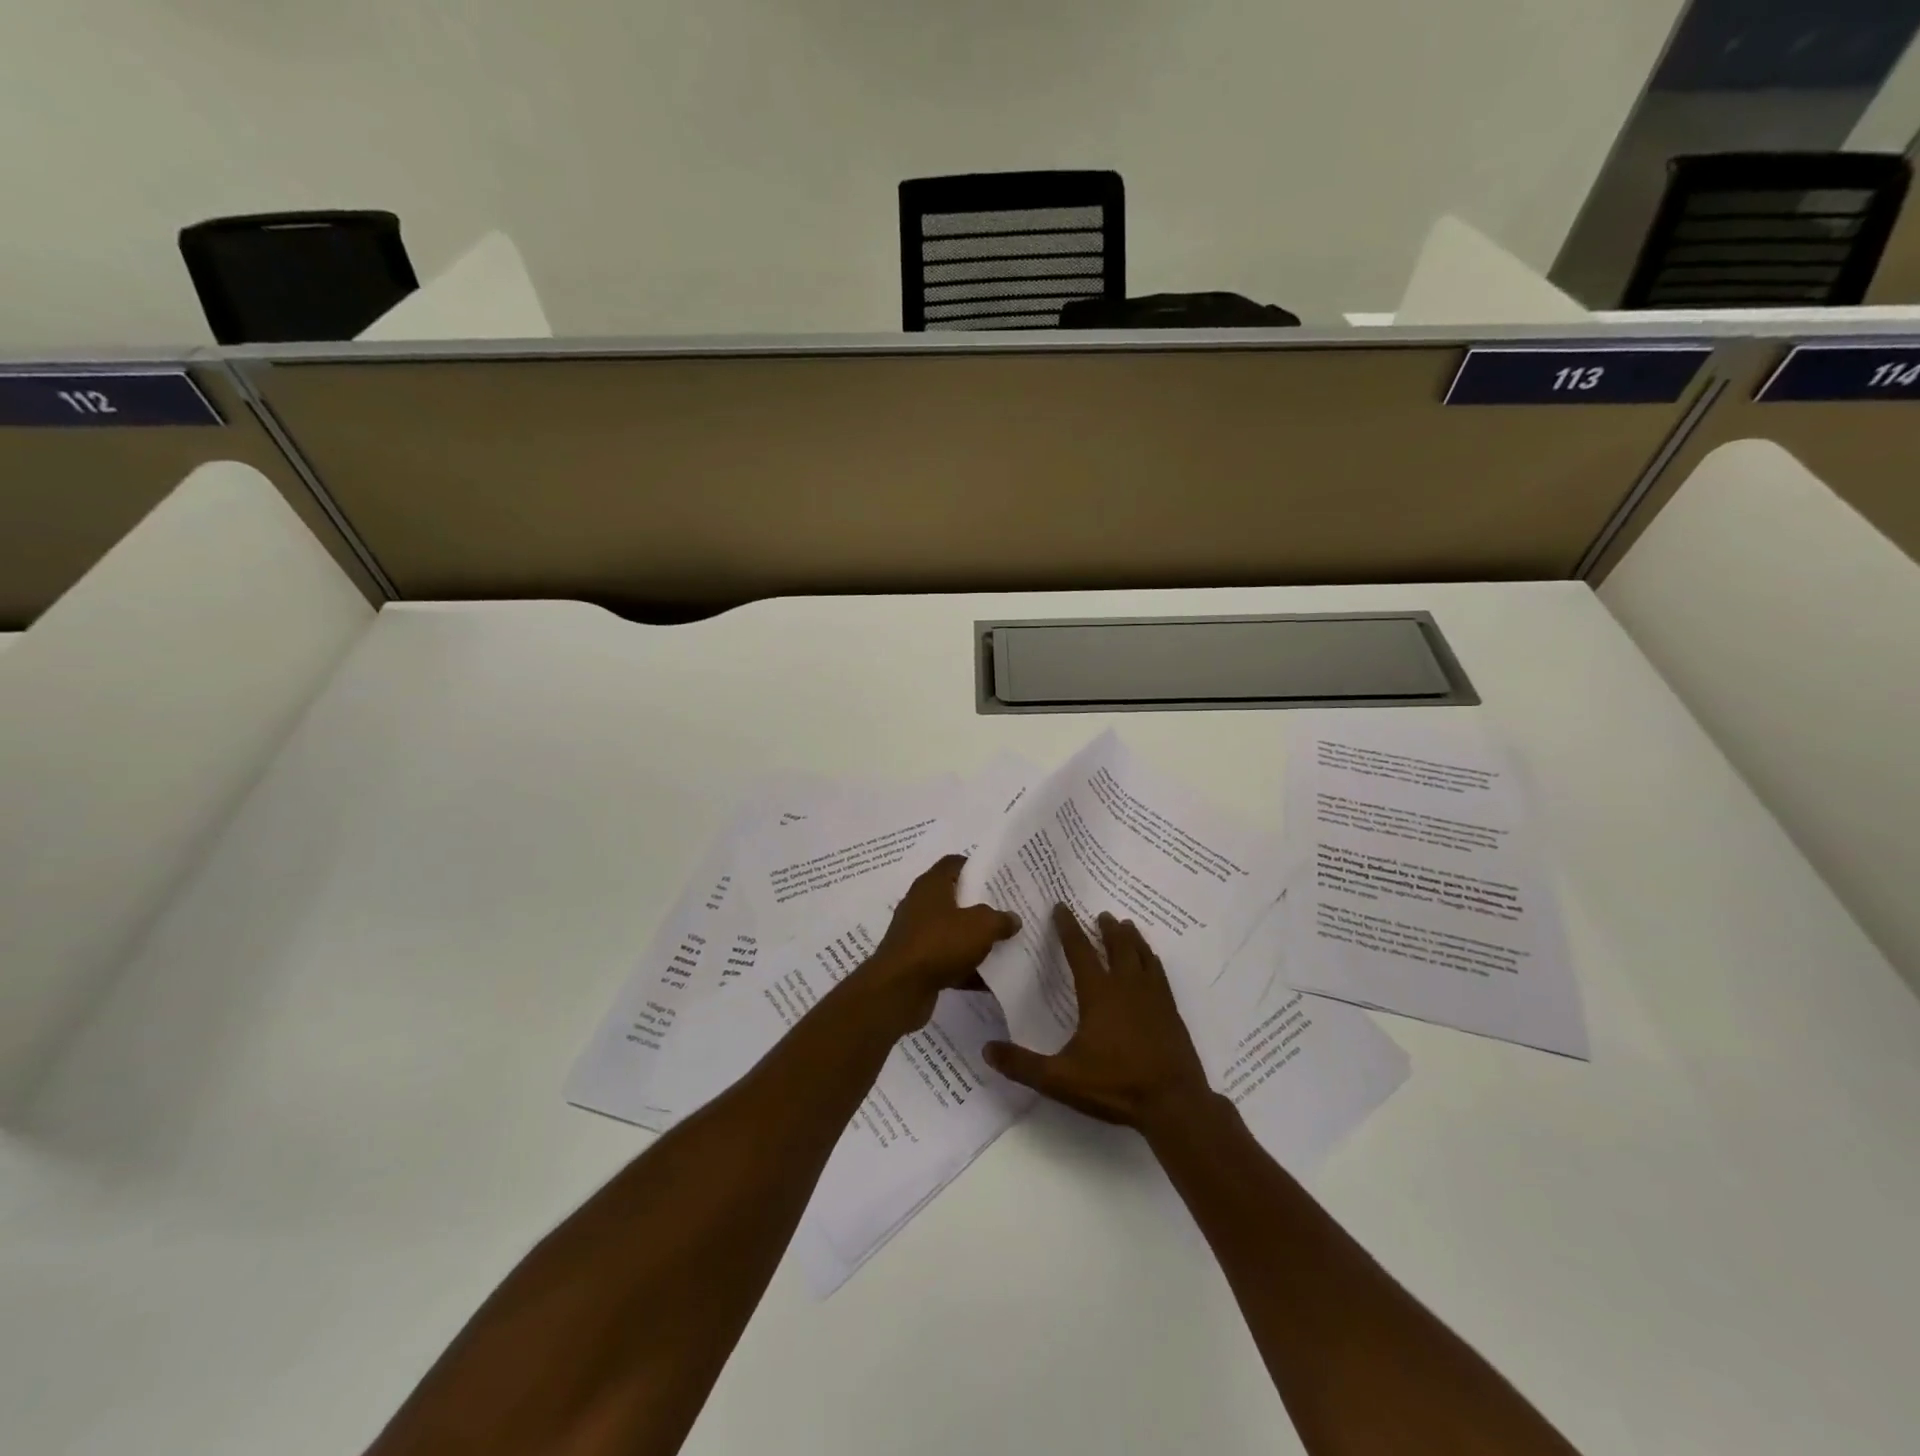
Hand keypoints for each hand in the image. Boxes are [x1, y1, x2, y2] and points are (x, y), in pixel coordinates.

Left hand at [855, 855, 1020, 1030]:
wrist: (899, 988)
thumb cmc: (939, 943)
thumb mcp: (981, 926)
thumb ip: (1000, 919)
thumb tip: (1012, 918)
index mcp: (931, 885)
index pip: (954, 863)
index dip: (976, 866)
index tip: (999, 877)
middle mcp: (920, 904)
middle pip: (954, 897)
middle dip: (980, 905)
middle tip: (1006, 911)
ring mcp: (916, 934)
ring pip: (951, 931)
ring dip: (974, 939)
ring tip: (1002, 944)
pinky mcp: (915, 962)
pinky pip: (946, 959)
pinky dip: (964, 967)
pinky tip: (988, 979)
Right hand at [984, 906, 1213, 1131]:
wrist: (1174, 1103)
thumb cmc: (1115, 1086)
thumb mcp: (1061, 1079)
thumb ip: (1023, 1065)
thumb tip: (986, 1049)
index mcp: (1098, 994)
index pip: (1079, 951)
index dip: (1068, 928)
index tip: (1061, 907)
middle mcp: (1127, 986)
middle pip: (1117, 946)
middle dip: (1107, 928)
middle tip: (1102, 915)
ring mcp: (1153, 997)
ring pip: (1142, 955)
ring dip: (1132, 938)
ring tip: (1126, 926)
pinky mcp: (1172, 1012)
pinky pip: (1159, 974)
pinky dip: (1152, 960)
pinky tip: (1152, 962)